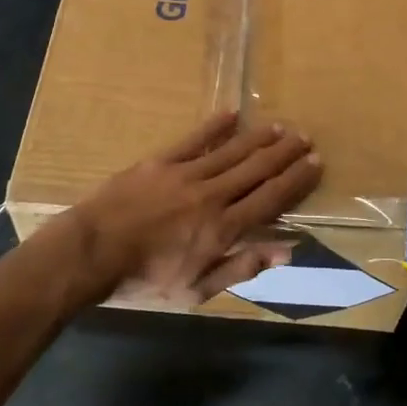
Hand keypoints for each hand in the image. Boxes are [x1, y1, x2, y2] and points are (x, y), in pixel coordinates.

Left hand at [73, 112, 322, 306]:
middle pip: (256, 169)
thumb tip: (284, 251)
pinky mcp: (160, 162)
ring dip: (258, 138)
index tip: (315, 163)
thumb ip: (241, 267)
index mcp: (223, 229)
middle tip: (305, 137)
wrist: (91, 254)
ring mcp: (185, 174)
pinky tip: (232, 114)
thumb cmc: (144, 281)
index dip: (295, 180)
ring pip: (231, 151)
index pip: (270, 198)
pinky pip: (194, 139)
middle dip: (284, 153)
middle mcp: (211, 195)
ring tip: (279, 126)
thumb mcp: (196, 291)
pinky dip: (215, 126)